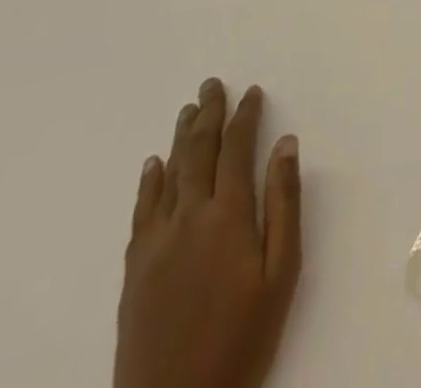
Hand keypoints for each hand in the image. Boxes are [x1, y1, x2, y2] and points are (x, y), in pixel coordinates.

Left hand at [115, 79, 302, 387]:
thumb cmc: (242, 337)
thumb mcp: (282, 272)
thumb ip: (284, 203)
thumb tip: (286, 144)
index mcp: (228, 216)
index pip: (236, 150)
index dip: (245, 117)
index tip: (252, 92)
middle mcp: (188, 218)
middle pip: (198, 153)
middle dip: (208, 115)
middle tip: (212, 84)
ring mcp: (156, 244)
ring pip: (169, 175)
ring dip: (180, 139)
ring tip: (188, 110)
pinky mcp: (134, 270)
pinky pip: (141, 211)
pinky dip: (149, 182)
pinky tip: (153, 165)